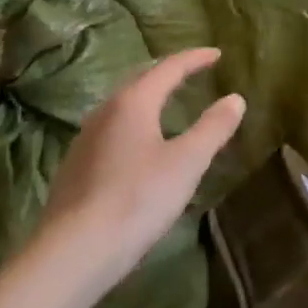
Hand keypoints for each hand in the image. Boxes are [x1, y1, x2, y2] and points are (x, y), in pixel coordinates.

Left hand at [38, 47, 245, 285]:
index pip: (169, 67)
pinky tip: (137, 145)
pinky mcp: (74, 166)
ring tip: (167, 104)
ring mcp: (85, 138)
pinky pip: (111, 129)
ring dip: (148, 97)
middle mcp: (105, 110)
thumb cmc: (136, 200)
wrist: (71, 254)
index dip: (195, 58)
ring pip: (122, 105)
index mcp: (133, 102)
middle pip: (141, 79)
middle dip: (169, 73)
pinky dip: (133, 123)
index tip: (217, 54)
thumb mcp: (186, 163)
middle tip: (192, 72)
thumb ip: (212, 128)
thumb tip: (235, 98)